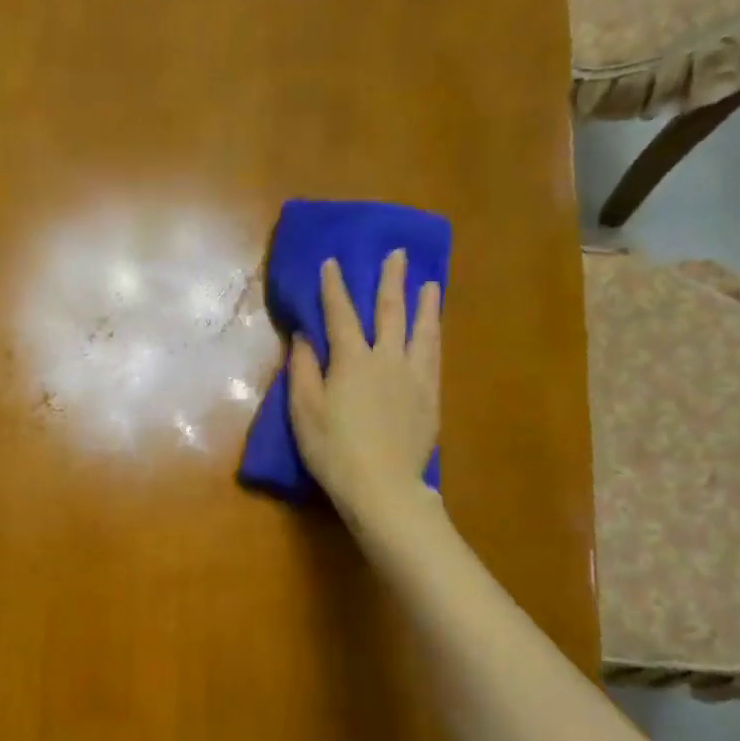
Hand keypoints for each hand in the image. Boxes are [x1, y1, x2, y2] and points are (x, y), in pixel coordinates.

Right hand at [287, 249, 442, 529]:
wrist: (382, 485)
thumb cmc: (332, 449)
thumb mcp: (304, 410)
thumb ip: (304, 370)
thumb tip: (304, 337)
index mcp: (352, 361)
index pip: (341, 315)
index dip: (335, 288)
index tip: (333, 262)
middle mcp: (387, 359)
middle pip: (390, 313)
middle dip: (390, 281)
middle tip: (398, 255)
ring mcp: (414, 377)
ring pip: (421, 331)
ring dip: (424, 304)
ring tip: (429, 284)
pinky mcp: (430, 398)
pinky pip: (434, 357)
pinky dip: (434, 336)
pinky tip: (435, 331)